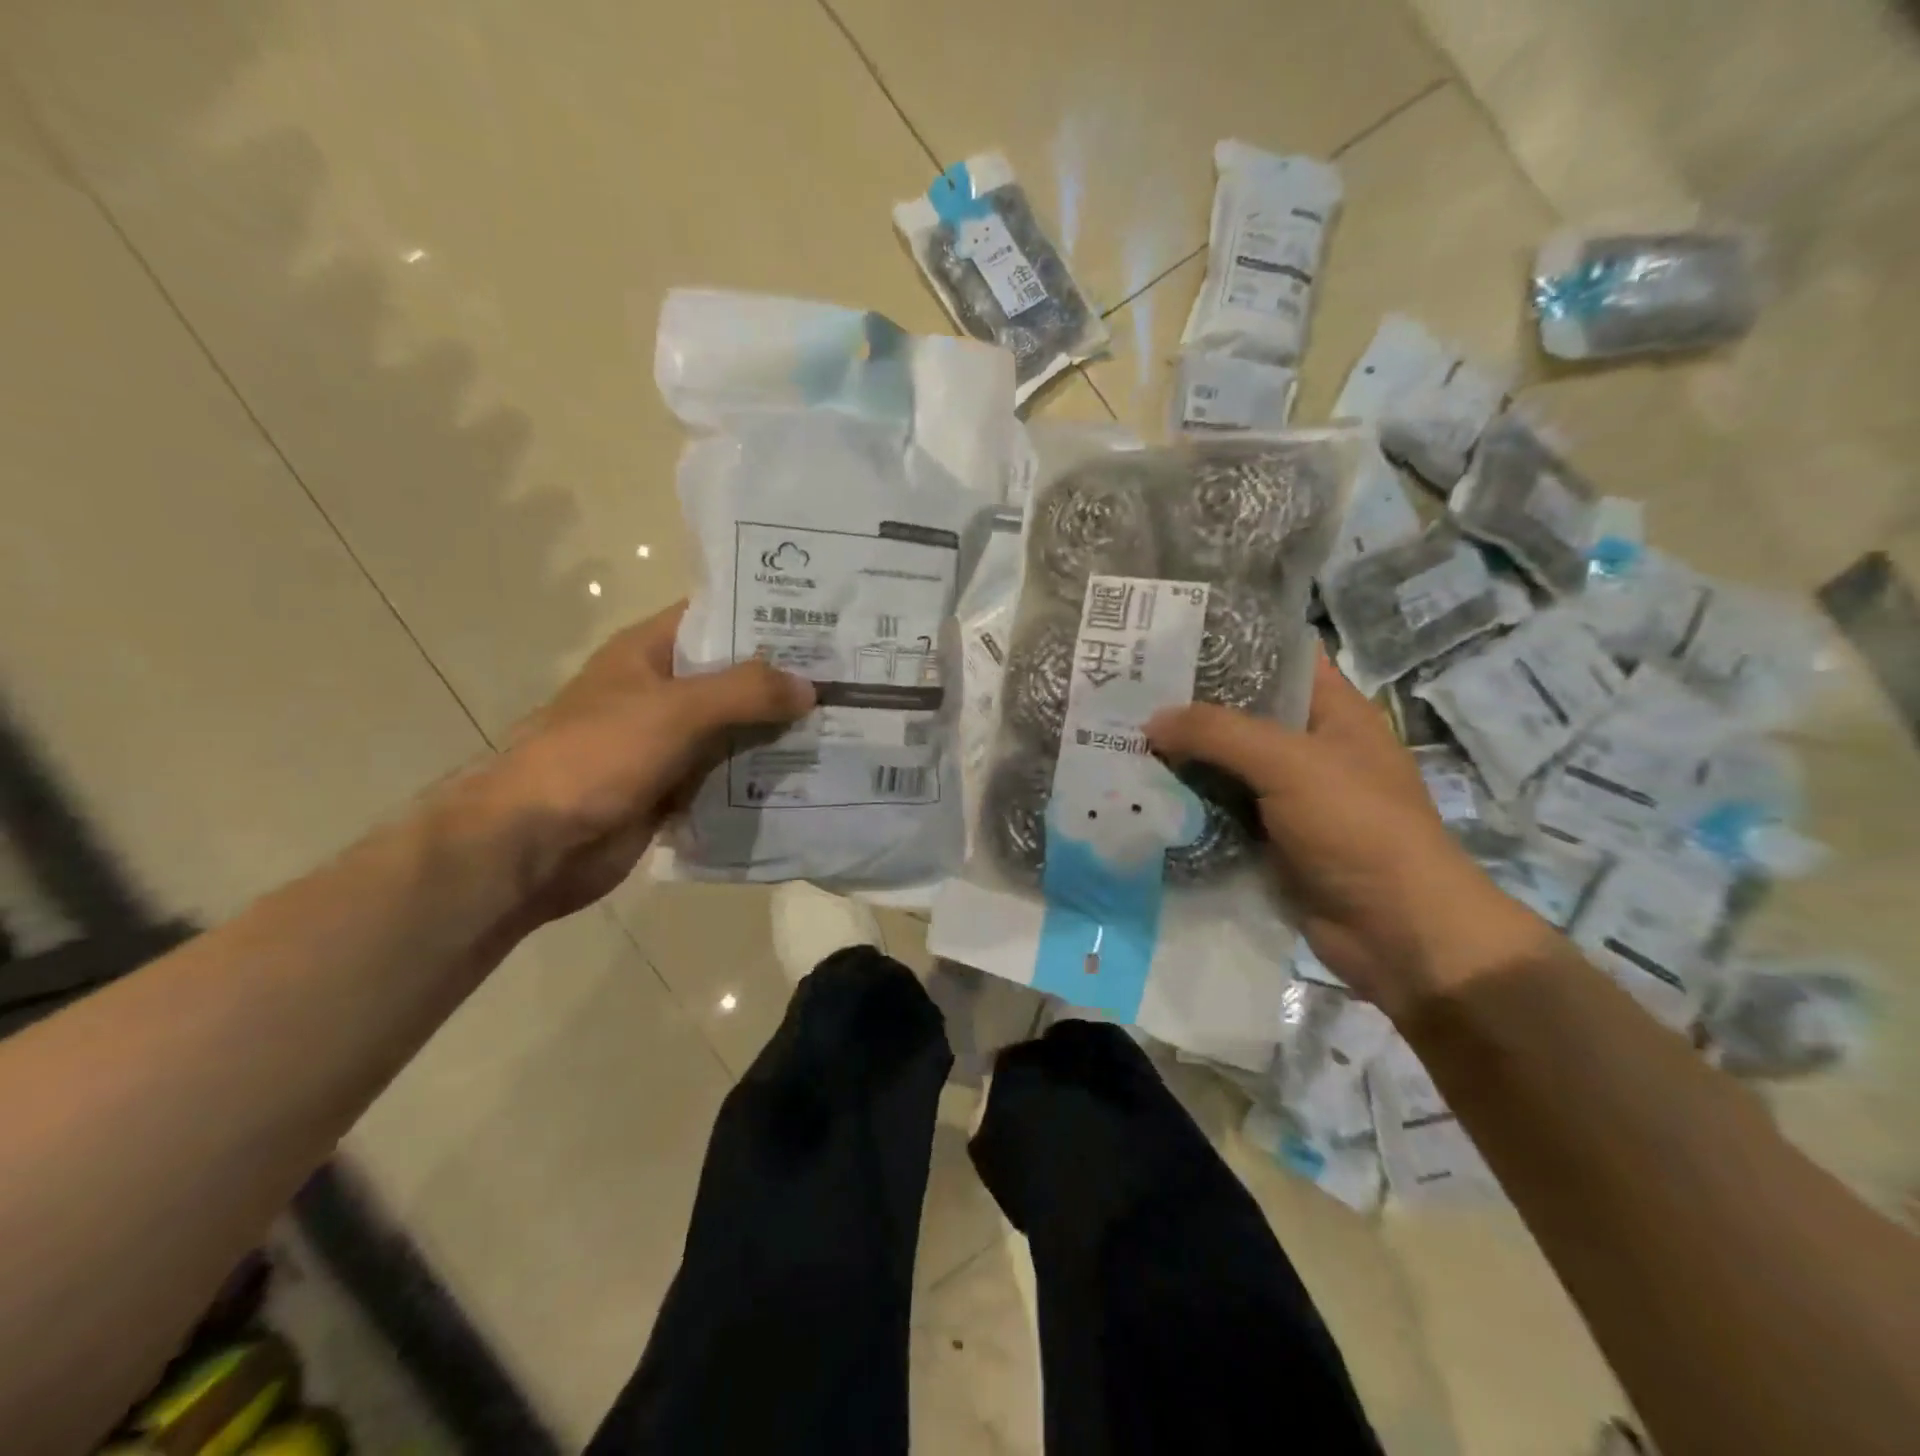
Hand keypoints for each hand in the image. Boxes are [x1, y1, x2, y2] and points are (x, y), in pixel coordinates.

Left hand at [471, 602, 813, 924]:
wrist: (534, 845)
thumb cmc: (597, 756)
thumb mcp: (676, 711)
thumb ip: (746, 693)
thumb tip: (810, 687)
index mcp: (649, 653)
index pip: (715, 618)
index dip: (765, 616)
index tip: (823, 621)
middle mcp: (661, 692)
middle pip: (733, 677)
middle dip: (784, 680)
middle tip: (850, 679)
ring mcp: (667, 742)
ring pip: (735, 728)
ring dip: (778, 731)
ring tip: (842, 725)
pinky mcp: (673, 787)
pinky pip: (727, 773)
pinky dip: (760, 775)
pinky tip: (809, 774)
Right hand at [1147, 655, 1548, 1020]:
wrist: (1396, 932)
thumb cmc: (1357, 827)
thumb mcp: (1290, 764)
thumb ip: (1218, 733)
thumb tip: (1151, 721)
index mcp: (1333, 711)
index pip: (1279, 658)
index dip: (1230, 644)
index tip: (1170, 638)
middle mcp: (1309, 747)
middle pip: (1241, 713)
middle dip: (1189, 705)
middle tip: (1126, 690)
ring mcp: (1288, 795)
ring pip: (1224, 764)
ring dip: (1182, 757)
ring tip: (1120, 736)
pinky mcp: (1269, 838)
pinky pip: (1220, 809)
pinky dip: (1187, 802)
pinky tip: (1140, 791)